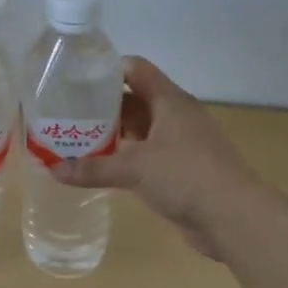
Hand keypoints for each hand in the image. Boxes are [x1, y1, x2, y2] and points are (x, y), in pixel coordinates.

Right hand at [53, 57, 260, 259]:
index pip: (136, 70)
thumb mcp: (134, 169)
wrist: (235, 218)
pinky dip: (125, 158)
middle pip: (134, 100)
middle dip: (102, 106)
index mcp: (170, 102)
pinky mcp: (182, 170)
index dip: (107, 69)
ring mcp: (181, 144)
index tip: (76, 78)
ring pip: (140, 130)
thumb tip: (53, 169)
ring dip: (113, 134)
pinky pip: (147, 155)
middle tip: (67, 113)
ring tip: (76, 139)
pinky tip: (102, 167)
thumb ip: (93, 167)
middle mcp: (176, 117)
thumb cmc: (186, 176)